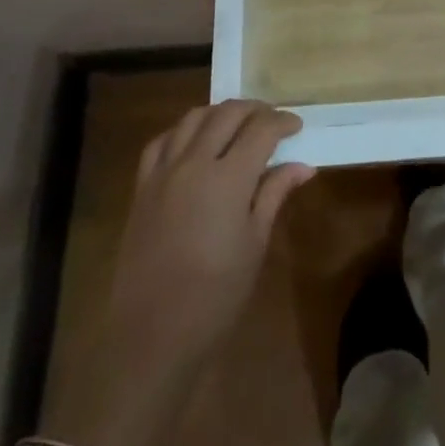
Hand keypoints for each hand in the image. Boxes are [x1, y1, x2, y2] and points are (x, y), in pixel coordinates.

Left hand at [43, 101, 312, 445]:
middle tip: (272, 120)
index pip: (261, 129)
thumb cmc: (215, 295)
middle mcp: (194, 163)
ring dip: (219, 113)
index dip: (282, 121)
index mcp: (228, 178)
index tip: (296, 126)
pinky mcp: (141, 188)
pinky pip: (162, 141)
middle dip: (254, 109)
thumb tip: (303, 165)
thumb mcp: (255, 244)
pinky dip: (182, 131)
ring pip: (193, 118)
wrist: (153, 335)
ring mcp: (163, 172)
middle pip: (227, 113)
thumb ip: (275, 194)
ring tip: (236, 125)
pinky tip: (193, 143)